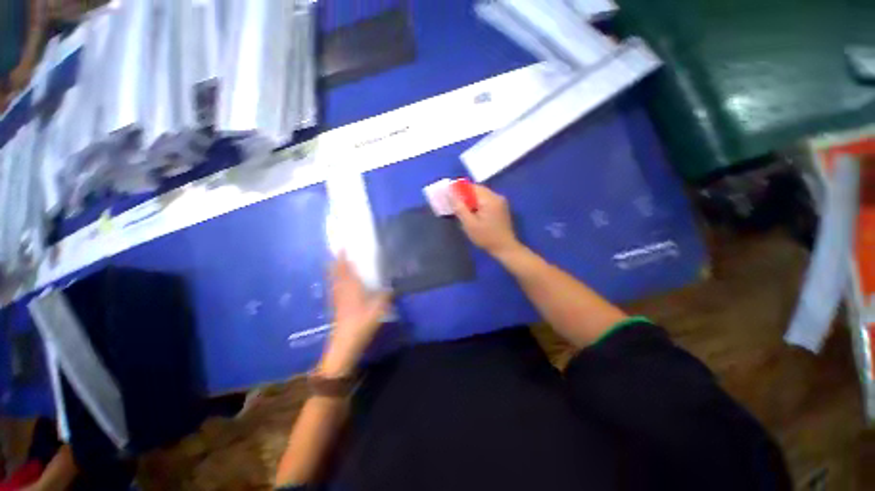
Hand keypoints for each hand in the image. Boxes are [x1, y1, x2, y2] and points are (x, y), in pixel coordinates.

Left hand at [318, 254, 389, 376]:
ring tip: (338, 263)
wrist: (346, 340)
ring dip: (334, 269)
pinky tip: (340, 282)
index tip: (342, 246)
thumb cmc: (363, 320)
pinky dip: (335, 280)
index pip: (344, 266)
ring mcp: (336, 296)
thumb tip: (392, 287)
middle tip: (338, 252)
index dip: (342, 255)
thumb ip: (386, 295)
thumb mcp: (380, 306)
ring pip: (332, 279)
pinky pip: (333, 286)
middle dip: (335, 260)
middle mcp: (340, 288)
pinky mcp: (335, 304)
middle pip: (334, 271)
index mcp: (351, 285)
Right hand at [452, 184, 521, 258]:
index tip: (449, 196)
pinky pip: (486, 201)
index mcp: (489, 199)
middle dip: (464, 196)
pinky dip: (478, 204)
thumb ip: (460, 208)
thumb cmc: (486, 237)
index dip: (459, 190)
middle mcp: (496, 196)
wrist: (505, 248)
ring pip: (481, 195)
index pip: (471, 187)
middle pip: (477, 190)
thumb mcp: (469, 224)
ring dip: (471, 200)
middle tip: (454, 204)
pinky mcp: (500, 208)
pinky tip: (472, 213)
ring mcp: (500, 202)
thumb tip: (451, 195)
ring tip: (462, 210)